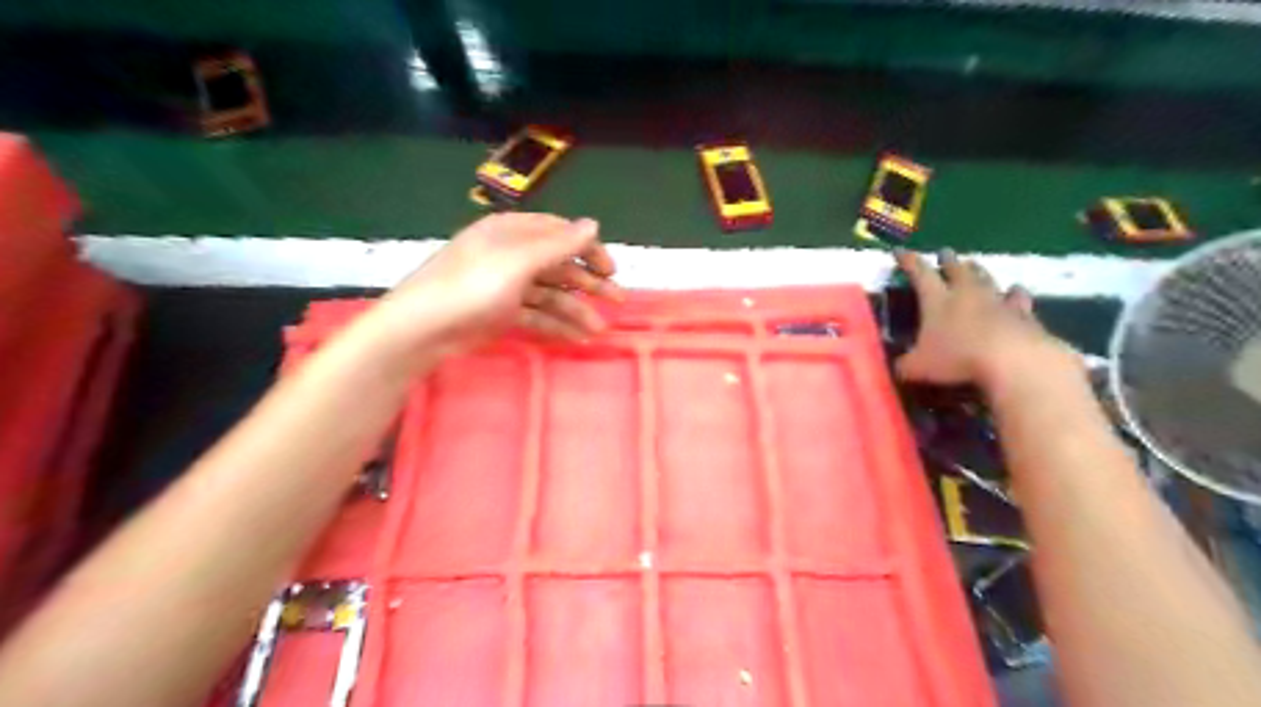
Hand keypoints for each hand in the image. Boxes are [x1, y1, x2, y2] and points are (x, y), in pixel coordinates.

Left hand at [371, 213, 617, 358]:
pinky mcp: (500, 313)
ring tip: (599, 329)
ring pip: (550, 294)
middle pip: (558, 265)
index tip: (611, 270)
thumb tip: (594, 223)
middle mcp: (510, 255)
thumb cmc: (471, 287)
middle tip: (617, 300)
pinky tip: (576, 337)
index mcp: (511, 232)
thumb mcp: (517, 262)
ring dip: (575, 309)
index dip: (588, 249)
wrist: (421, 329)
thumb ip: (557, 245)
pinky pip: (536, 315)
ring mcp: (505, 286)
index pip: (559, 233)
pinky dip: (556, 325)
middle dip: (588, 282)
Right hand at [897, 247, 1071, 389]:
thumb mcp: (918, 367)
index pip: (919, 273)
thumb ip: (905, 365)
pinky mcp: (1022, 313)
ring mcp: (996, 300)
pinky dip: (1014, 293)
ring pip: (986, 278)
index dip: (908, 261)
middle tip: (945, 253)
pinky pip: (1017, 297)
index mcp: (936, 300)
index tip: (900, 251)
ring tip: (974, 265)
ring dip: (978, 271)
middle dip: (948, 260)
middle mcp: (966, 293)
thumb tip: (898, 367)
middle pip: (956, 269)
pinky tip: (1016, 290)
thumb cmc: (957, 358)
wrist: (1013, 359)